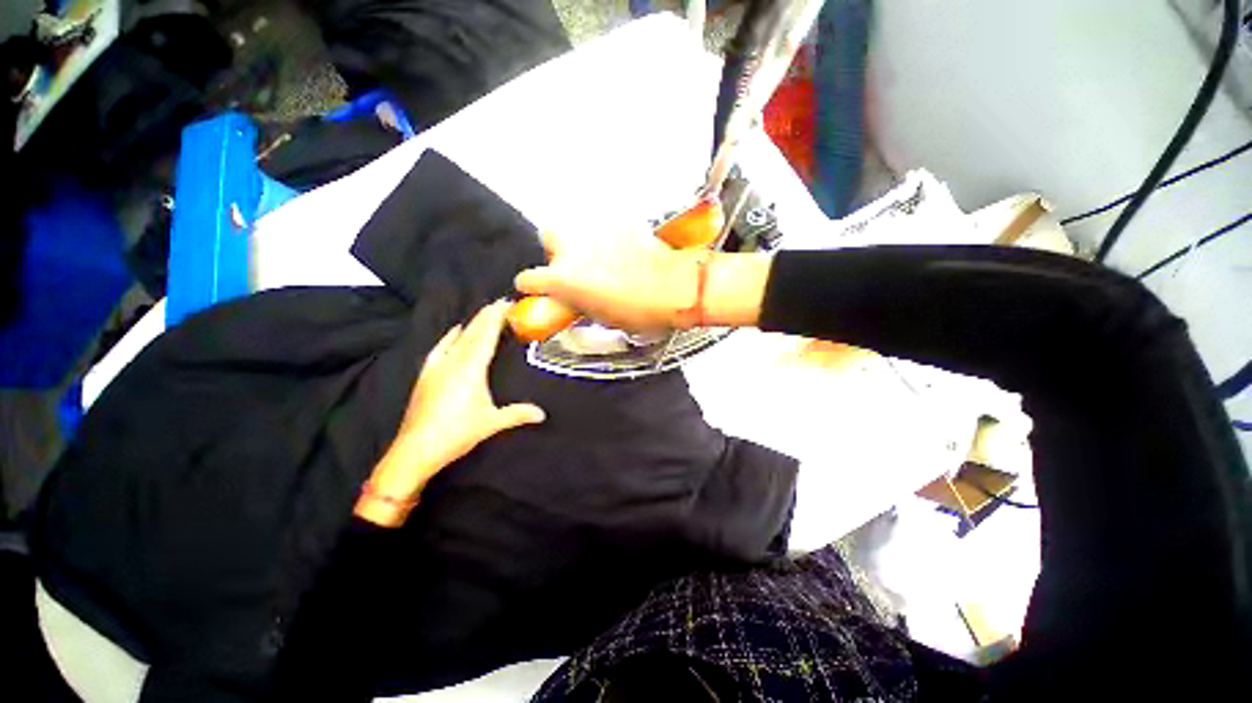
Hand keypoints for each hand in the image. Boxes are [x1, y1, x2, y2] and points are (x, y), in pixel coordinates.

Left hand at [356, 300, 544, 524]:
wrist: (414, 450)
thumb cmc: (456, 434)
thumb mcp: (491, 423)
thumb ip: (518, 414)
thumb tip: (543, 414)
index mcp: (470, 368)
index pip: (485, 335)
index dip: (496, 318)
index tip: (506, 303)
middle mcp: (453, 362)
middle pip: (472, 332)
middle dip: (486, 316)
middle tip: (501, 303)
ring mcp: (437, 367)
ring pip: (457, 338)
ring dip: (472, 324)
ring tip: (484, 314)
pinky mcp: (426, 375)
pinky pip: (441, 347)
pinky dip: (450, 336)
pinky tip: (454, 331)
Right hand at [514, 229, 701, 333]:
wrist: (673, 288)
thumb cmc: (636, 312)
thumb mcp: (597, 316)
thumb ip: (575, 302)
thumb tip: (569, 298)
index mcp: (563, 279)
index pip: (527, 279)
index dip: (532, 287)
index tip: (538, 290)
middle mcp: (572, 248)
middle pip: (547, 237)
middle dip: (556, 251)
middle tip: (573, 266)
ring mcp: (595, 230)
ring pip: (576, 227)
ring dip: (581, 241)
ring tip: (600, 256)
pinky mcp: (617, 221)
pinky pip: (602, 226)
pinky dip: (606, 237)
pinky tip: (620, 249)